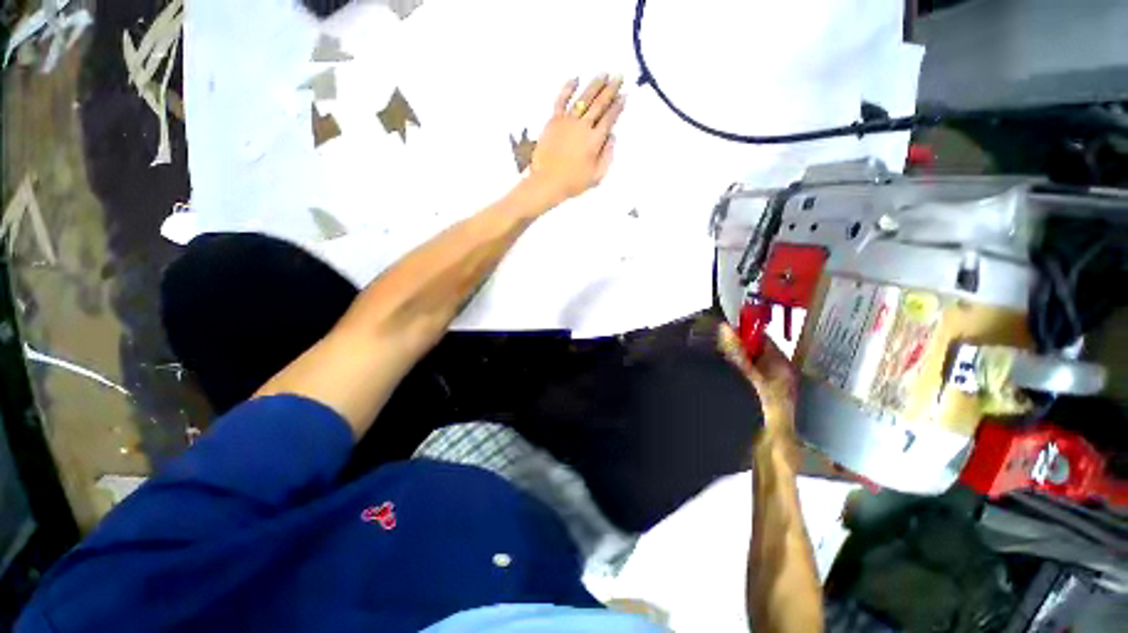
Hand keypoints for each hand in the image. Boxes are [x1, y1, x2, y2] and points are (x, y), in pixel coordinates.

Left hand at [528, 75, 625, 206]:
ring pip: (584, 98)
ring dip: (595, 85)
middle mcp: (583, 126)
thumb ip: (607, 156)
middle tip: (619, 76)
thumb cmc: (573, 183)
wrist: (547, 182)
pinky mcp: (553, 120)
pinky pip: (561, 99)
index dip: (618, 106)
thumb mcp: (596, 176)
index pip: (609, 118)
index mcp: (595, 140)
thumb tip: (612, 136)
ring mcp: (568, 121)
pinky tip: (575, 78)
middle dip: (611, 89)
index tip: (624, 95)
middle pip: (599, 104)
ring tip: (603, 74)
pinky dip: (568, 87)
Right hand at [717, 324, 799, 458]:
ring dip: (732, 363)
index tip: (722, 332)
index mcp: (781, 364)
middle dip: (734, 349)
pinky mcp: (758, 399)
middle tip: (715, 348)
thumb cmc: (764, 410)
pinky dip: (732, 376)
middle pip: (752, 352)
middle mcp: (777, 373)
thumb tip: (724, 328)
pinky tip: (721, 379)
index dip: (743, 333)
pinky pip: (743, 379)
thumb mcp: (746, 377)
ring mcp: (768, 387)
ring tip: (715, 362)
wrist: (769, 448)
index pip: (761, 338)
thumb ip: (735, 352)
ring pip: (746, 366)